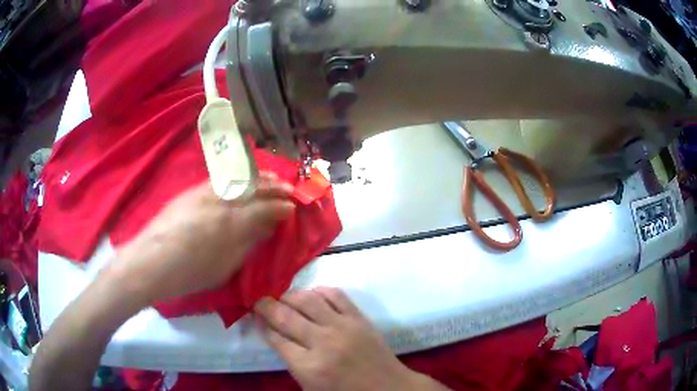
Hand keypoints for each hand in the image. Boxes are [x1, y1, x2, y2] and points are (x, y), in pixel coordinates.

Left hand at [112, 172, 294, 303]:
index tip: (294, 207)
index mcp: (231, 224)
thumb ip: (247, 245)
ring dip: (259, 176)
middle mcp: (221, 201)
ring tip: (272, 176)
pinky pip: (222, 179)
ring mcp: (205, 193)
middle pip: (255, 188)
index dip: (282, 207)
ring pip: (238, 178)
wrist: (150, 262)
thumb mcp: (224, 268)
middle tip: (290, 188)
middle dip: (275, 186)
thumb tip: (265, 229)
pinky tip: (244, 178)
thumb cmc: (189, 273)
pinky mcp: (192, 191)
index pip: (265, 209)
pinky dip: (239, 176)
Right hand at [254, 288, 448, 390]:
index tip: (255, 317)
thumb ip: (291, 361)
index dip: (262, 325)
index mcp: (309, 367)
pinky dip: (319, 291)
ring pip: (308, 299)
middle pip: (285, 316)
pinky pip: (336, 294)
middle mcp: (323, 342)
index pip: (275, 338)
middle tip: (259, 301)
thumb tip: (274, 334)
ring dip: (289, 295)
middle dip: (266, 306)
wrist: (388, 388)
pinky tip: (311, 295)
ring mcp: (343, 327)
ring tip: (282, 297)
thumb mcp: (311, 387)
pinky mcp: (359, 318)